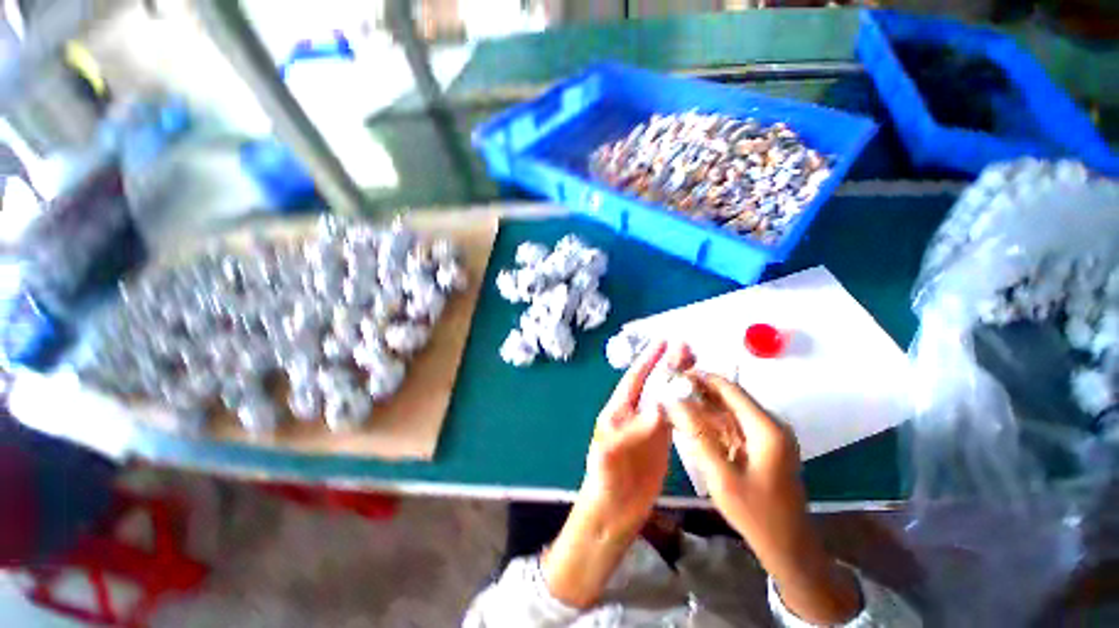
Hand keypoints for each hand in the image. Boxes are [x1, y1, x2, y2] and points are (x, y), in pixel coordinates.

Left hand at [579, 340, 681, 534]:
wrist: (614, 509)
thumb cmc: (606, 478)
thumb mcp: (611, 451)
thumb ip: (633, 429)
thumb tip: (660, 406)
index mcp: (618, 409)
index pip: (635, 378)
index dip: (648, 359)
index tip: (663, 341)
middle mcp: (635, 412)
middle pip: (654, 382)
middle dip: (669, 364)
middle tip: (688, 347)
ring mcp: (650, 425)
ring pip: (666, 396)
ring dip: (679, 380)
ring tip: (697, 364)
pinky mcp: (662, 440)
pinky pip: (675, 416)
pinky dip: (686, 403)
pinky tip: (698, 395)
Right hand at [665, 372, 860, 624]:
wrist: (788, 547)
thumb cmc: (756, 514)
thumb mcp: (721, 476)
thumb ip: (697, 435)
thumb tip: (674, 402)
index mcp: (766, 428)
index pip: (730, 389)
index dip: (701, 379)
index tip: (674, 375)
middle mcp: (771, 424)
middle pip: (730, 398)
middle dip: (699, 393)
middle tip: (669, 392)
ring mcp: (769, 434)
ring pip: (730, 410)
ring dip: (704, 408)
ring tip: (675, 406)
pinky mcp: (764, 445)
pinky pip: (734, 425)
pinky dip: (713, 423)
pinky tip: (692, 425)